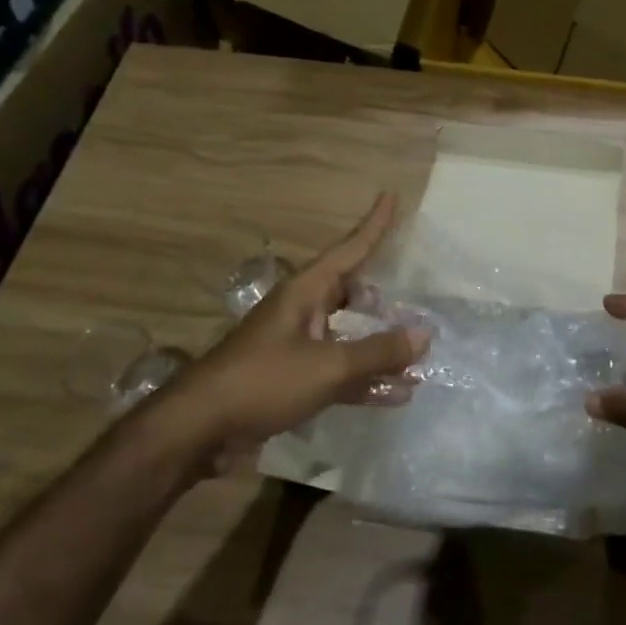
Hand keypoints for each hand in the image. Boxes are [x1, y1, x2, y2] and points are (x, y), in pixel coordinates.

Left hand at [153, 194, 429, 468]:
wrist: (200, 429)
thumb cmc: (263, 381)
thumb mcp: (328, 365)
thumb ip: (378, 351)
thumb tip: (425, 333)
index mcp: (305, 292)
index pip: (349, 249)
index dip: (374, 225)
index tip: (391, 195)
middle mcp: (303, 312)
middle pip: (351, 294)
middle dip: (382, 299)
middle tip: (415, 304)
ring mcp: (297, 347)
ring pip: (349, 336)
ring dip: (380, 347)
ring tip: (419, 357)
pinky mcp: (294, 381)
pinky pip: (340, 371)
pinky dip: (366, 379)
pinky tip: (397, 394)